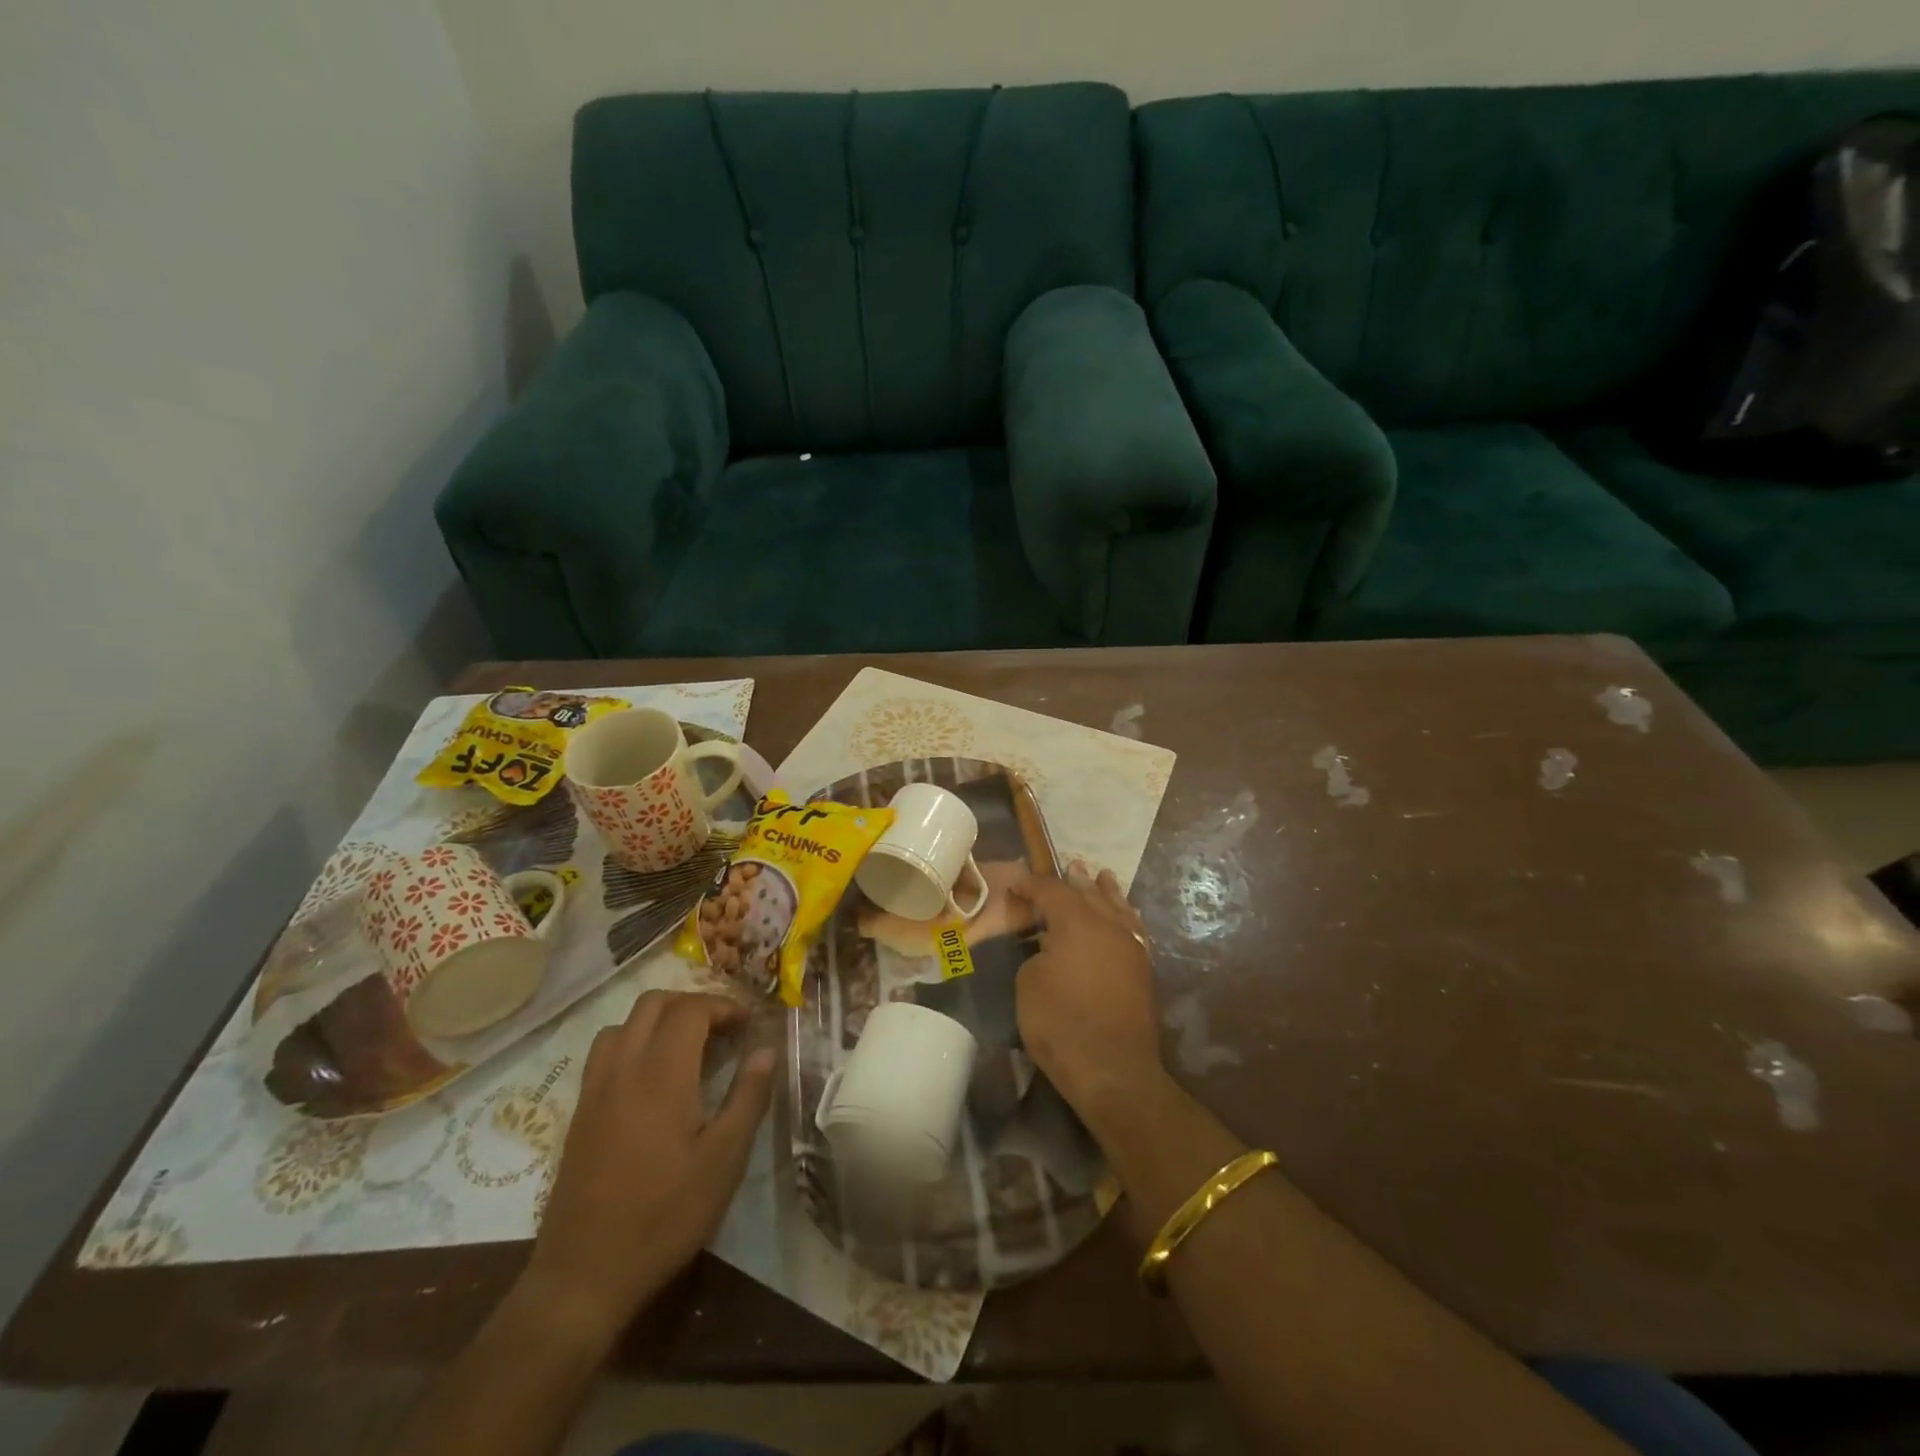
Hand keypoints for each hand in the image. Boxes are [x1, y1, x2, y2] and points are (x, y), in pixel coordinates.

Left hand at [519, 991, 774, 1344]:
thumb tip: (766, 1050)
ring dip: (660, 1019)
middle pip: (654, 1003)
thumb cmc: (664, 1215)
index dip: (724, 1006)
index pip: (691, 1009)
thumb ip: (748, 1097)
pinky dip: (634, 1042)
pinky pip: (606, 1052)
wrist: (583, 1276)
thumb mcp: (724, 1160)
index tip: (749, 1025)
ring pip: (625, 1023)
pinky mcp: (580, 1113)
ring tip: (689, 1046)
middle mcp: (623, 1068)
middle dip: (693, 1004)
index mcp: (661, 1074)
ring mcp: (595, 1089)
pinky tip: (653, 1079)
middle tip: (723, 1030)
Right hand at [1006, 861, 1162, 1120]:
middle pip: (1089, 893)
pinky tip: (1126, 915)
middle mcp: (1108, 925)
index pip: (1051, 891)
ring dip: (1106, 892)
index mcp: (1076, 922)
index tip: (1015, 881)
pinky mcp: (1142, 969)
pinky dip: (1126, 916)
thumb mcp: (1029, 984)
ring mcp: (1130, 946)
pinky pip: (1134, 929)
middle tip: (1069, 865)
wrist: (1113, 1069)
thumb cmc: (1061, 1024)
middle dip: (1075, 881)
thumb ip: (1038, 954)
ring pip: (1118, 908)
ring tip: (1103, 876)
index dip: (1031, 884)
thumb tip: (1051, 948)